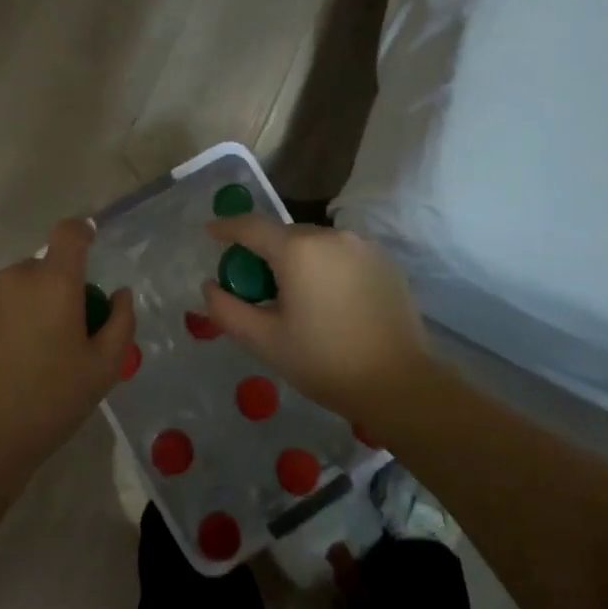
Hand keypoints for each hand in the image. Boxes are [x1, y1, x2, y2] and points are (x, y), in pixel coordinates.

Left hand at [0, 218, 134, 468]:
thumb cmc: (48, 404)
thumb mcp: (103, 370)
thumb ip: (120, 323)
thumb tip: (120, 293)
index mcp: (54, 283)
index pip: (69, 234)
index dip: (80, 234)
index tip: (85, 247)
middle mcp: (11, 276)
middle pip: (36, 269)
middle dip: (47, 292)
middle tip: (50, 336)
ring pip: (3, 288)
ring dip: (13, 307)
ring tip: (11, 355)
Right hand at [200, 216, 434, 422]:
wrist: (397, 382)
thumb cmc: (324, 361)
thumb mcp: (265, 341)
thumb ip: (227, 310)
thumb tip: (210, 286)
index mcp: (298, 249)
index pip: (252, 226)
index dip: (227, 227)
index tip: (211, 232)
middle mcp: (331, 235)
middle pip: (285, 235)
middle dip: (265, 253)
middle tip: (254, 286)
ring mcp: (363, 245)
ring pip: (316, 244)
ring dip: (298, 261)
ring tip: (296, 298)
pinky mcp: (384, 261)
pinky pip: (342, 255)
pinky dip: (327, 268)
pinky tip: (329, 302)